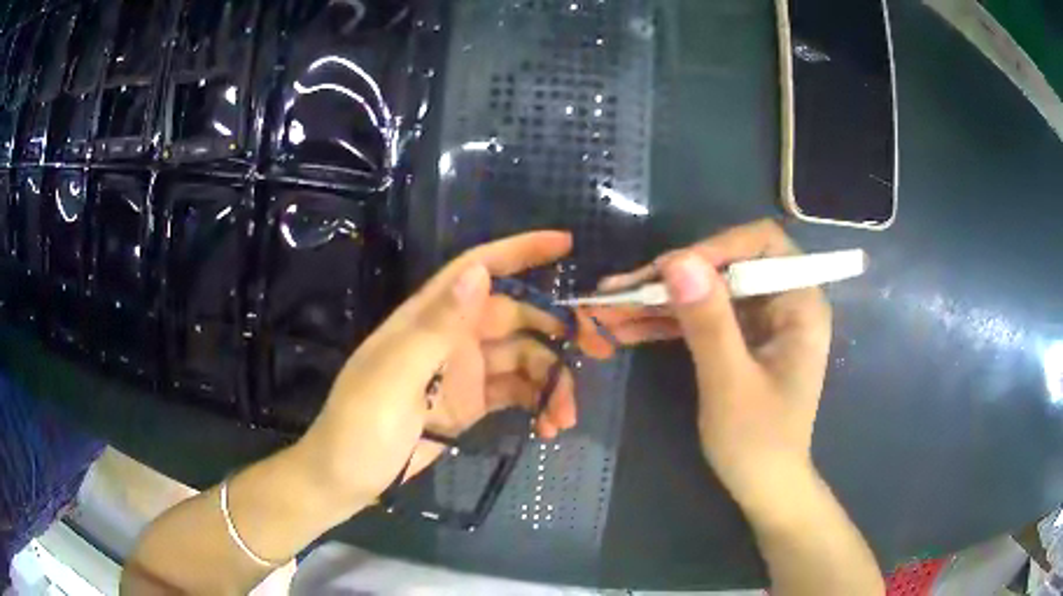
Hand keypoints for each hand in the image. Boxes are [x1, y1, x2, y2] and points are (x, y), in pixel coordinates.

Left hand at [297, 231, 613, 507]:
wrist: (347, 478)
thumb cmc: (360, 426)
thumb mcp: (394, 378)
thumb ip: (437, 327)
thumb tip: (480, 273)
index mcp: (429, 319)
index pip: (478, 270)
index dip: (519, 251)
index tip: (565, 244)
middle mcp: (452, 337)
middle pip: (517, 318)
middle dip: (558, 330)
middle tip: (600, 351)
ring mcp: (464, 372)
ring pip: (523, 361)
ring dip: (551, 383)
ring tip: (565, 417)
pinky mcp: (471, 404)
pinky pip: (516, 394)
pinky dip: (537, 405)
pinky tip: (549, 428)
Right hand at [589, 220, 831, 506]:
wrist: (764, 488)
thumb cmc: (759, 443)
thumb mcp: (731, 384)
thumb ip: (708, 322)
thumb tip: (677, 259)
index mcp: (800, 303)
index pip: (762, 244)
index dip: (715, 247)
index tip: (668, 271)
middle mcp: (782, 301)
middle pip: (726, 264)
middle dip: (673, 277)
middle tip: (620, 290)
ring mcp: (759, 321)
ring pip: (705, 290)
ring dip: (659, 298)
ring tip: (608, 307)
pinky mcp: (738, 339)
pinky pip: (700, 317)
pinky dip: (665, 321)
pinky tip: (626, 327)